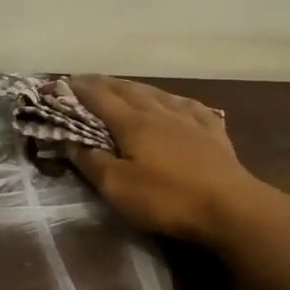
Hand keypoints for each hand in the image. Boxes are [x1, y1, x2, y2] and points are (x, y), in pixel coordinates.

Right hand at [63, 76, 271, 245]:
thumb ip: (91, 161)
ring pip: (156, 93)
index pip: (98, 97)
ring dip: (134, 87)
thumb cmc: (168, 198)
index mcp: (133, 123)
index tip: (59, 83)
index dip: (77, 89)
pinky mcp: (213, 132)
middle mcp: (159, 111)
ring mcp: (189, 119)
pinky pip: (189, 106)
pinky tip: (176, 103)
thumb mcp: (118, 187)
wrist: (231, 207)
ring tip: (123, 87)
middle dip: (102, 83)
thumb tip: (68, 140)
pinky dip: (174, 100)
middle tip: (84, 81)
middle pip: (126, 90)